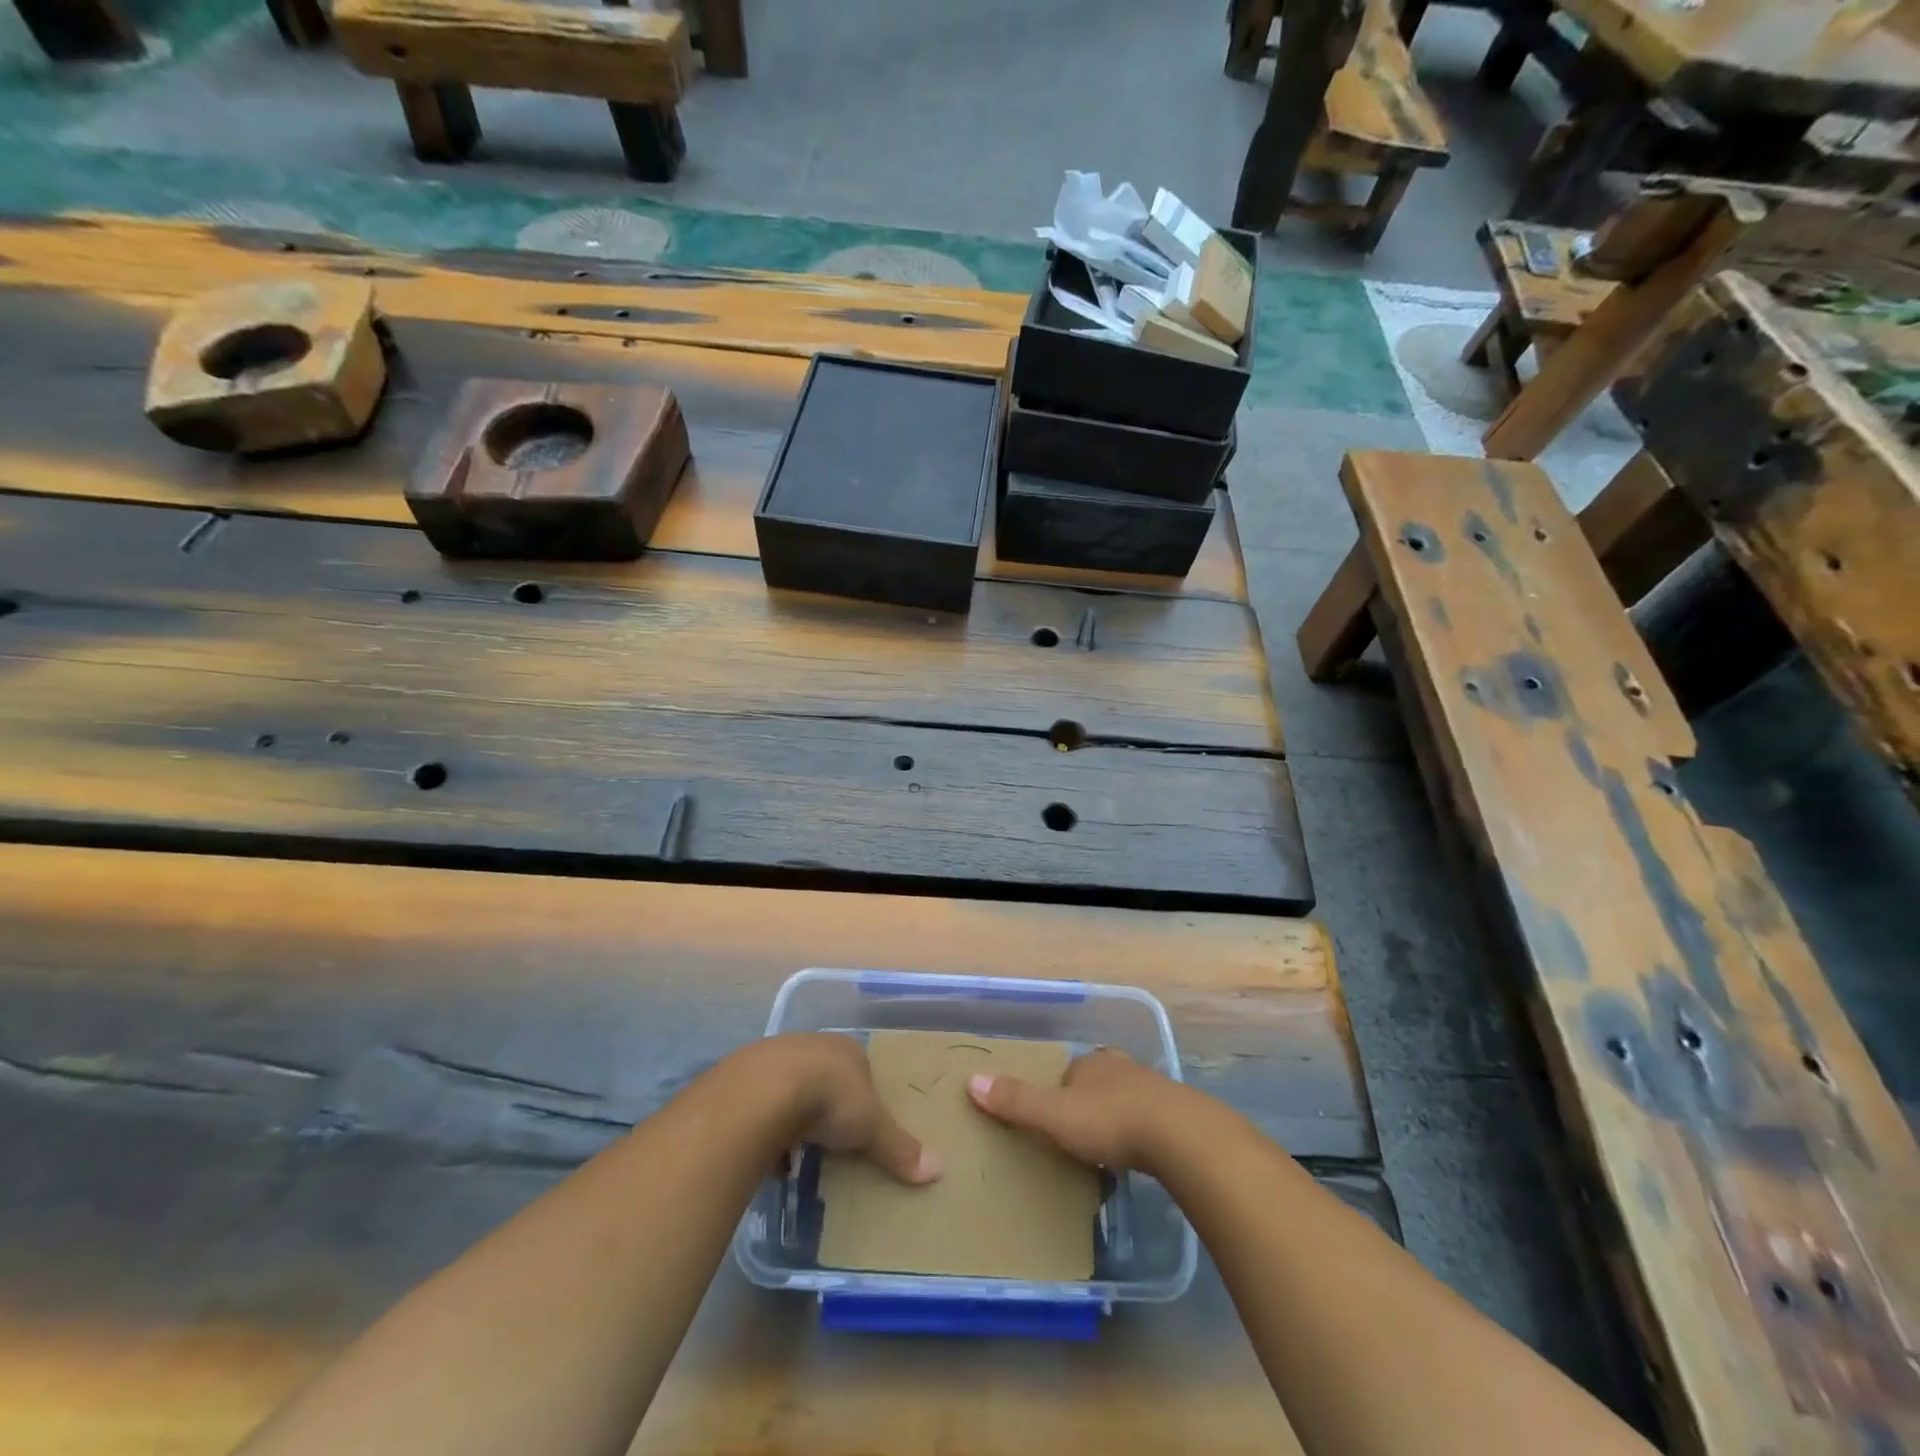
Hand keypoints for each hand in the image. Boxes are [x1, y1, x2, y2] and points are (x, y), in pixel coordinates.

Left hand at [750, 1033, 942, 1185]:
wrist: (763, 1091)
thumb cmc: (829, 1099)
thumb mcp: (871, 1126)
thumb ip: (899, 1147)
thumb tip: (938, 1170)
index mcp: (847, 1050)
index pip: (861, 1068)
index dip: (863, 1095)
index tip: (863, 1123)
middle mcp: (812, 1045)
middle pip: (825, 1076)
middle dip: (827, 1105)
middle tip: (831, 1139)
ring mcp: (776, 1057)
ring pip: (791, 1087)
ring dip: (794, 1115)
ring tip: (797, 1151)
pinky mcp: (744, 1077)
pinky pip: (762, 1103)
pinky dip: (766, 1126)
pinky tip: (767, 1152)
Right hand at [965, 1047, 1187, 1172]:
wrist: (1180, 1137)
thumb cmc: (1110, 1120)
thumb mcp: (1054, 1115)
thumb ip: (1016, 1101)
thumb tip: (971, 1081)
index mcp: (1091, 1063)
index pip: (1067, 1072)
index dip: (1057, 1093)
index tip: (1050, 1119)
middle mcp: (1120, 1067)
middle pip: (1097, 1082)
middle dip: (1088, 1103)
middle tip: (1077, 1135)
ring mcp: (1152, 1089)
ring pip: (1125, 1099)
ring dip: (1116, 1118)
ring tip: (1106, 1150)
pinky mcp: (1177, 1114)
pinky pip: (1151, 1121)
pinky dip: (1141, 1134)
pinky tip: (1139, 1156)